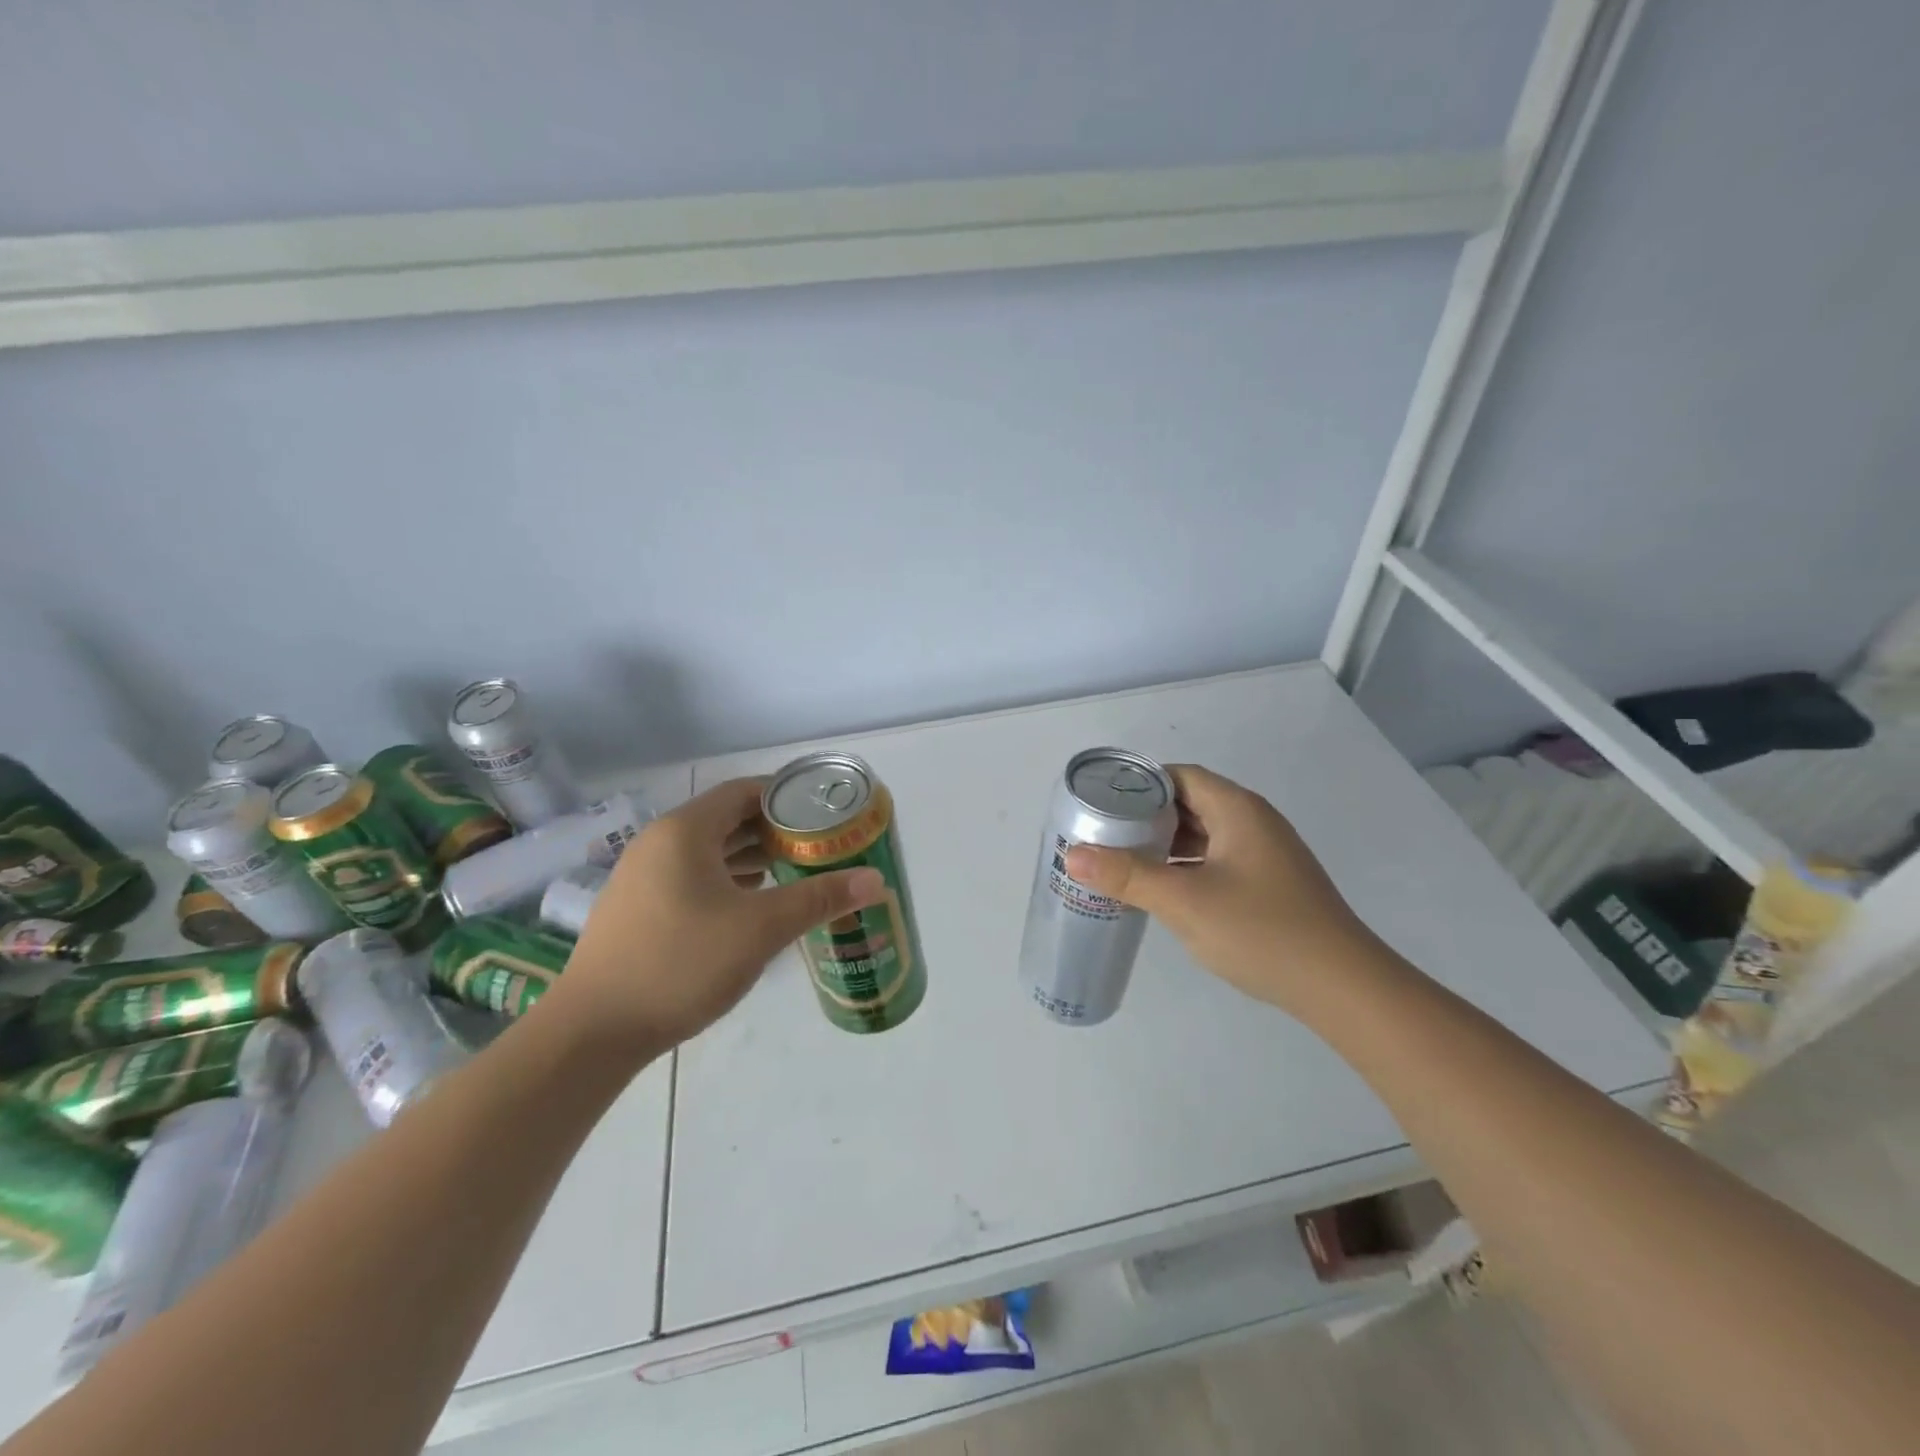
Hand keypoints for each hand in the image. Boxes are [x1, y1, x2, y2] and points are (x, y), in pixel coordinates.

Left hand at [548, 778, 885, 1051]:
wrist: (593, 1031)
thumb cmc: (681, 963)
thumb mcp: (760, 929)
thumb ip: (818, 899)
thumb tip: (876, 881)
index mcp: (685, 831)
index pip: (743, 791)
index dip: (786, 795)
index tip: (823, 811)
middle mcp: (659, 843)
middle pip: (726, 819)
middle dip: (773, 828)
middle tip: (817, 843)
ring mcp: (642, 876)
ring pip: (707, 850)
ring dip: (750, 855)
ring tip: (793, 869)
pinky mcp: (637, 908)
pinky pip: (690, 876)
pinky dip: (725, 878)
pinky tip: (750, 901)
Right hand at [1064, 764, 1378, 1011]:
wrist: (1342, 987)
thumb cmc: (1261, 931)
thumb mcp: (1184, 901)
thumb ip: (1127, 875)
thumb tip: (1072, 855)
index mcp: (1238, 810)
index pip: (1180, 776)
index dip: (1139, 785)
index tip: (1102, 804)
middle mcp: (1254, 822)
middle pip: (1191, 803)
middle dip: (1146, 817)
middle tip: (1103, 834)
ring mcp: (1265, 855)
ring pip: (1204, 835)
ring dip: (1165, 844)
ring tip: (1122, 861)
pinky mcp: (1269, 884)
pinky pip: (1217, 860)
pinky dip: (1187, 866)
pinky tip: (1162, 889)